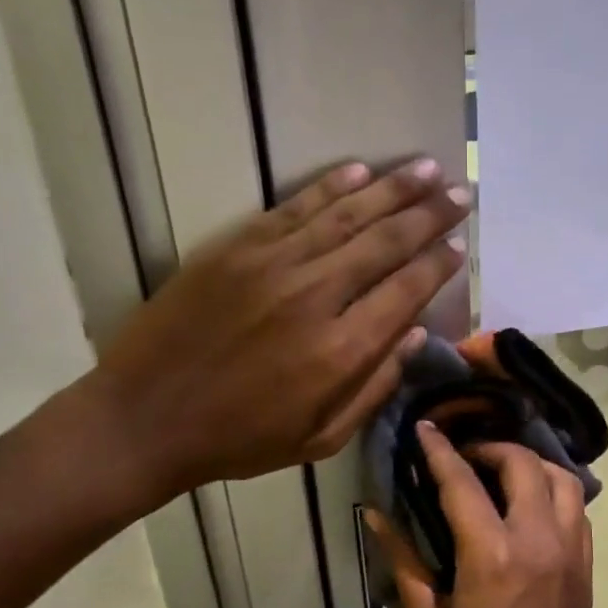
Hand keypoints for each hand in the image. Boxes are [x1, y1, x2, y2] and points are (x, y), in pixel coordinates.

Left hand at [79, 159, 468, 510]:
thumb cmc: (241, 439)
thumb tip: (413, 334)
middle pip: (385, 242)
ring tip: (427, 169)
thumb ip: (374, 387)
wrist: (146, 418)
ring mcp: (272, 265)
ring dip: (391, 189)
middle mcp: (316, 296)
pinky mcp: (235, 249)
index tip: (461, 244)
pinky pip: (294, 208)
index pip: (406, 290)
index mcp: (342, 350)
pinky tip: (359, 171)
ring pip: (346, 215)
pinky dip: (330, 187)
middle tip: (460, 193)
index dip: (438, 264)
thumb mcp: (322, 438)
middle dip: (429, 215)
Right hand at [369, 424, 597, 607]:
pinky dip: (555, 494)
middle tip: (464, 459)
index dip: (439, 451)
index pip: (462, 482)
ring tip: (502, 475)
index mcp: (492, 556)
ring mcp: (571, 552)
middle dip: (491, 449)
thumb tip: (378, 515)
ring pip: (564, 480)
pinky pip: (578, 511)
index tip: (425, 428)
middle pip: (523, 464)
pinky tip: (530, 509)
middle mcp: (539, 541)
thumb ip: (406, 561)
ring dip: (532, 466)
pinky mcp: (587, 568)